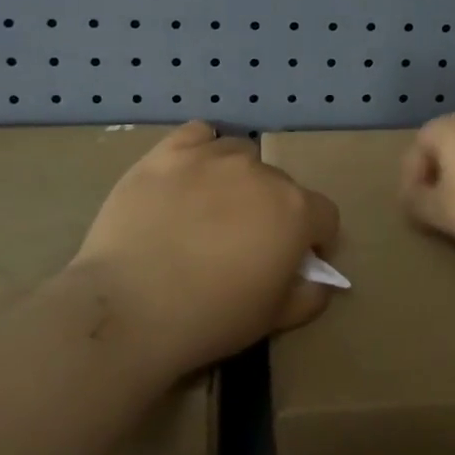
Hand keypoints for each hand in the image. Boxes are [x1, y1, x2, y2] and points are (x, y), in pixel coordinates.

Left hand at [70, 122, 338, 374]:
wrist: (130, 306)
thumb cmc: (211, 317)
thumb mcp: (274, 319)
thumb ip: (309, 295)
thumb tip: (319, 279)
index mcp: (295, 210)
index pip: (324, 215)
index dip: (315, 240)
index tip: (295, 262)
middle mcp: (261, 173)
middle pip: (280, 185)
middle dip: (271, 211)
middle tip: (242, 244)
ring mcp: (213, 157)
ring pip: (241, 155)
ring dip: (238, 179)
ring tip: (210, 210)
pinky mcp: (169, 152)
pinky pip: (199, 134)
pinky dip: (202, 150)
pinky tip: (189, 175)